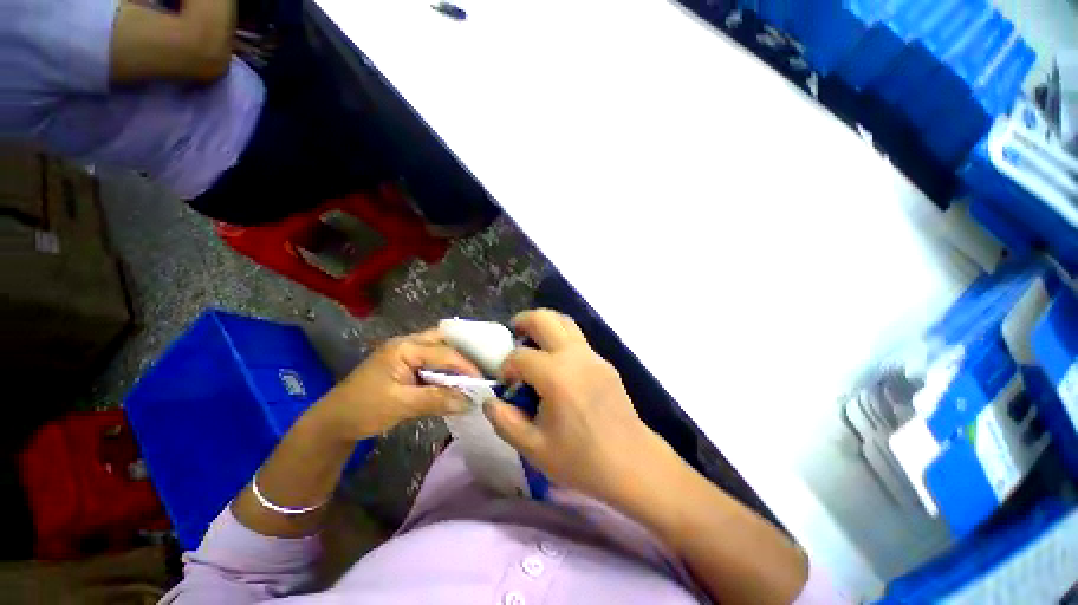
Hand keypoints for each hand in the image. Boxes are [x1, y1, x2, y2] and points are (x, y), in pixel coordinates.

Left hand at [311, 329, 481, 441]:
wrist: (333, 423)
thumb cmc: (363, 410)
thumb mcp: (401, 404)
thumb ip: (437, 399)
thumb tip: (470, 402)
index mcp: (405, 348)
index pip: (444, 353)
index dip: (466, 367)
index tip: (483, 382)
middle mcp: (407, 344)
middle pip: (443, 341)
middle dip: (463, 353)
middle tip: (481, 367)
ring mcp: (405, 354)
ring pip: (438, 350)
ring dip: (454, 362)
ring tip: (473, 374)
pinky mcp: (404, 366)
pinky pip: (431, 362)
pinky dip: (445, 370)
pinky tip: (455, 381)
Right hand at [483, 310, 673, 505]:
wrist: (632, 462)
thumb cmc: (581, 459)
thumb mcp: (534, 448)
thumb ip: (505, 421)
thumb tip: (490, 400)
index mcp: (556, 375)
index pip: (520, 356)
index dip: (507, 367)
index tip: (507, 384)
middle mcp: (574, 355)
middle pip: (544, 319)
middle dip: (523, 321)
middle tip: (514, 333)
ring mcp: (592, 355)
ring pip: (565, 321)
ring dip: (544, 324)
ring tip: (533, 340)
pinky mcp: (603, 362)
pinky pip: (577, 338)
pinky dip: (560, 338)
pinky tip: (557, 363)